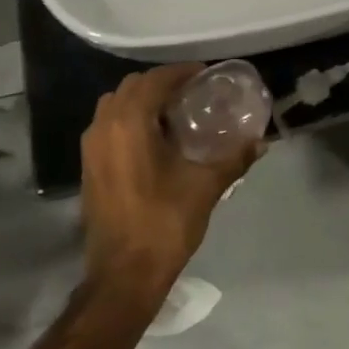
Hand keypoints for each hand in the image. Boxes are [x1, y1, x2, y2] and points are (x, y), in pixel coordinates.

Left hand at [79, 64, 259, 314]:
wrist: (123, 276)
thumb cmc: (164, 224)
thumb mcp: (205, 187)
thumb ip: (234, 158)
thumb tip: (261, 141)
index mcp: (130, 123)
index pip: (156, 80)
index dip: (181, 72)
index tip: (206, 75)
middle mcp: (104, 126)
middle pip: (133, 86)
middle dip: (161, 83)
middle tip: (192, 92)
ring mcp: (91, 147)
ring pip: (115, 104)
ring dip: (142, 100)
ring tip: (173, 112)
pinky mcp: (88, 166)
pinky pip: (108, 125)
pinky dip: (129, 119)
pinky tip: (154, 138)